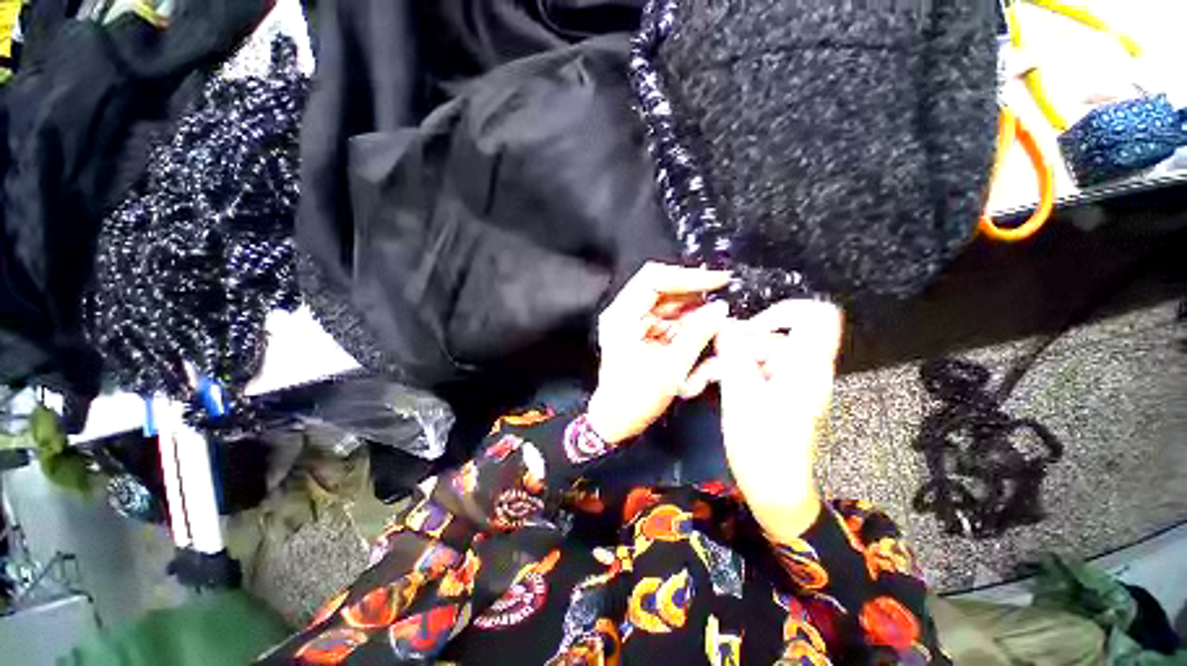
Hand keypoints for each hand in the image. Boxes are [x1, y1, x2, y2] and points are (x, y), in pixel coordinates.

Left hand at [585, 262, 729, 443]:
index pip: (654, 280)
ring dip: (692, 313)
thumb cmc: (634, 399)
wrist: (616, 420)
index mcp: (622, 317)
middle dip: (694, 297)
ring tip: (714, 326)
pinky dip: (686, 325)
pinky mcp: (641, 333)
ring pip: (668, 305)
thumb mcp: (671, 367)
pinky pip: (668, 320)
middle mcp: (625, 313)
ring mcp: (632, 322)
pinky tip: (700, 336)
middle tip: (719, 305)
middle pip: (663, 289)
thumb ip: (697, 334)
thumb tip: (720, 309)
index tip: (718, 281)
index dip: (688, 277)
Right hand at [714, 300, 842, 540]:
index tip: (751, 327)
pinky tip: (706, 384)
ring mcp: (789, 381)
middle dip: (735, 346)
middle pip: (772, 336)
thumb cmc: (762, 445)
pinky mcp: (776, 392)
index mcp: (806, 365)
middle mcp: (803, 368)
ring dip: (725, 362)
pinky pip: (753, 369)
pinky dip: (730, 373)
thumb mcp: (741, 394)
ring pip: (755, 354)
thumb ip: (734, 354)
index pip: (817, 316)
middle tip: (709, 362)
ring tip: (699, 380)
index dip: (784, 311)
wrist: (774, 489)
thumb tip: (726, 324)